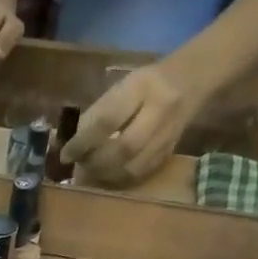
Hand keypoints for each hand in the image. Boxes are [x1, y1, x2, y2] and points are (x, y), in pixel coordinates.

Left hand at [62, 61, 212, 186]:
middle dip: (95, 162)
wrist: (191, 79)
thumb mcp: (121, 86)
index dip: (82, 142)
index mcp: (141, 87)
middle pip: (124, 148)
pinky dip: (119, 179)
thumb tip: (69, 145)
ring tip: (91, 172)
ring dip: (106, 175)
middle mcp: (159, 110)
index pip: (107, 120)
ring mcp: (168, 134)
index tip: (65, 155)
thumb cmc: (146, 83)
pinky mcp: (170, 151)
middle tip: (79, 165)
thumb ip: (96, 115)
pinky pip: (141, 173)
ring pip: (133, 167)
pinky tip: (107, 176)